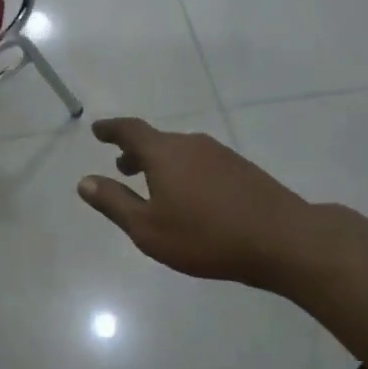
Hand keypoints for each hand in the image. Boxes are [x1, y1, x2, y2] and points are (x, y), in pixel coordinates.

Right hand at [76, 118, 342, 295]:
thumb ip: (114, 203)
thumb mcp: (148, 228)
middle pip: (156, 140)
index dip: (111, 129)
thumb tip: (84, 181)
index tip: (97, 130)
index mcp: (164, 153)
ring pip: (180, 152)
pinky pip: (201, 162)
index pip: (130, 130)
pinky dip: (185, 171)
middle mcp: (191, 144)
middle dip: (135, 152)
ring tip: (154, 186)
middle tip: (122, 168)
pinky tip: (191, 198)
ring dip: (161, 163)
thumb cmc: (205, 236)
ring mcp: (221, 154)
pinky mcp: (242, 169)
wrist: (283, 239)